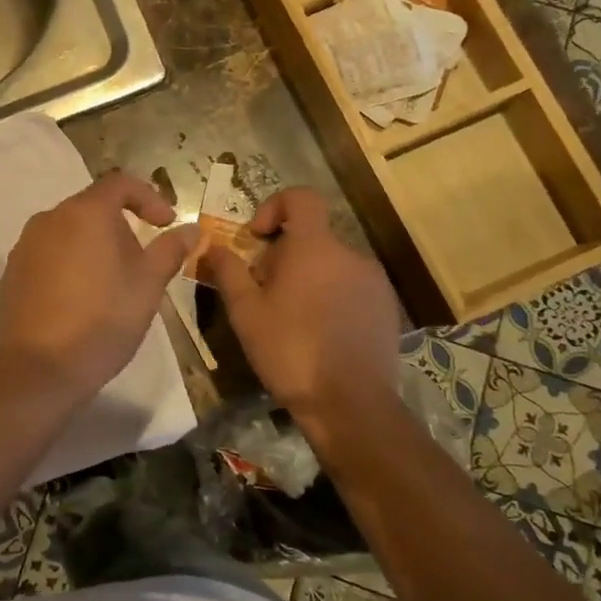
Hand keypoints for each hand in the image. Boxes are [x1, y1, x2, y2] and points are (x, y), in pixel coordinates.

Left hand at [0, 171, 196, 408]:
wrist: (36, 371)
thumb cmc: (101, 322)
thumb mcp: (147, 287)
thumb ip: (170, 251)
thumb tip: (192, 229)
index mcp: (84, 213)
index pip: (119, 183)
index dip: (149, 197)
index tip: (166, 224)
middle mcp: (49, 219)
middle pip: (93, 208)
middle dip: (123, 229)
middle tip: (143, 265)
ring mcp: (25, 246)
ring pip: (70, 233)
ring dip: (96, 248)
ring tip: (114, 287)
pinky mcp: (12, 273)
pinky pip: (50, 255)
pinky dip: (71, 265)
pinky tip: (81, 302)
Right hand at [202, 187, 402, 440]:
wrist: (350, 403)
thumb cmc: (289, 350)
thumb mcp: (245, 312)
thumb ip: (228, 271)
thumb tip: (212, 246)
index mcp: (313, 247)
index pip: (301, 198)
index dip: (275, 206)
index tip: (258, 238)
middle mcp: (350, 254)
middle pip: (312, 236)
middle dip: (284, 254)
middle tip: (264, 291)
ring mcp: (374, 281)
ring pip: (332, 264)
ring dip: (308, 277)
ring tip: (291, 317)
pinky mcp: (387, 307)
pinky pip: (352, 287)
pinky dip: (332, 297)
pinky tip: (320, 333)